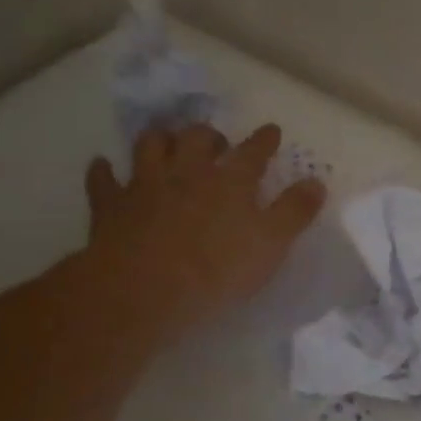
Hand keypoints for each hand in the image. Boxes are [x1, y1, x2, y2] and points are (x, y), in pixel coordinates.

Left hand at [79, 122, 325, 344]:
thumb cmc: (215, 271)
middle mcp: (188, 172)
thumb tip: (316, 181)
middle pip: (198, 138)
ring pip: (151, 145)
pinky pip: (103, 179)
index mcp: (230, 181)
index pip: (253, 152)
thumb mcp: (270, 245)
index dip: (264, 140)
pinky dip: (104, 171)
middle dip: (209, 135)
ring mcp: (146, 184)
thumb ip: (294, 212)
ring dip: (160, 139)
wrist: (142, 289)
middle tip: (216, 142)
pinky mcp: (111, 204)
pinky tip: (105, 167)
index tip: (271, 131)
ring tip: (167, 142)